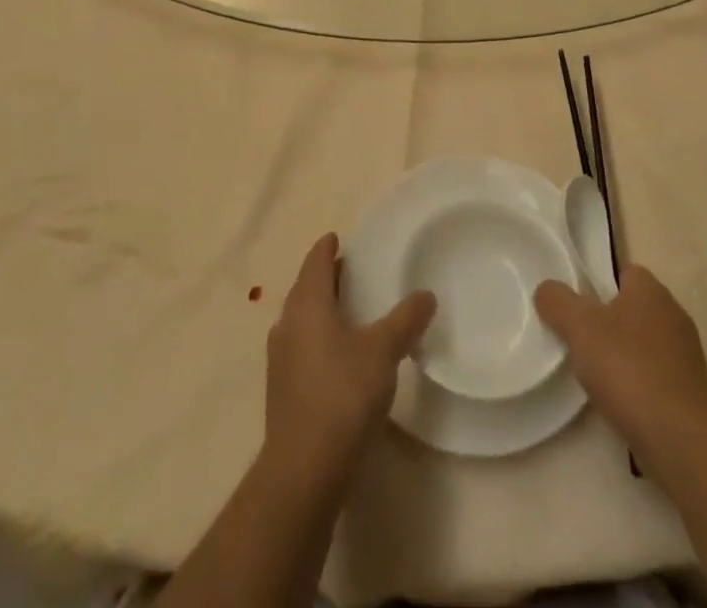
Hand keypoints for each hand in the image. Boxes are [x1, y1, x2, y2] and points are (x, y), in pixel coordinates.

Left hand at [264, 233, 435, 485]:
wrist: (304, 468)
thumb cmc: (343, 394)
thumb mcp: (383, 351)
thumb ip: (405, 319)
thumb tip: (426, 294)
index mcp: (307, 304)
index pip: (315, 262)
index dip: (326, 248)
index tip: (337, 238)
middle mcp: (288, 324)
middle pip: (305, 289)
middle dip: (324, 277)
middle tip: (349, 269)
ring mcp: (280, 359)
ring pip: (301, 320)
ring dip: (320, 309)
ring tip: (346, 309)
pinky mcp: (282, 391)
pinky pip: (300, 347)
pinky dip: (317, 338)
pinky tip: (336, 354)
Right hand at [535, 264, 706, 460]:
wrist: (680, 438)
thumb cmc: (628, 368)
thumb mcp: (579, 327)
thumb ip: (558, 301)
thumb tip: (547, 289)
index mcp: (651, 290)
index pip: (625, 272)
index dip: (600, 284)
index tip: (579, 306)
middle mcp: (675, 314)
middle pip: (635, 308)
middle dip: (611, 322)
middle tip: (582, 340)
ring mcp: (688, 356)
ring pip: (647, 344)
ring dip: (626, 356)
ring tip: (598, 376)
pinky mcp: (693, 393)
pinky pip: (659, 376)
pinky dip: (641, 384)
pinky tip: (623, 402)